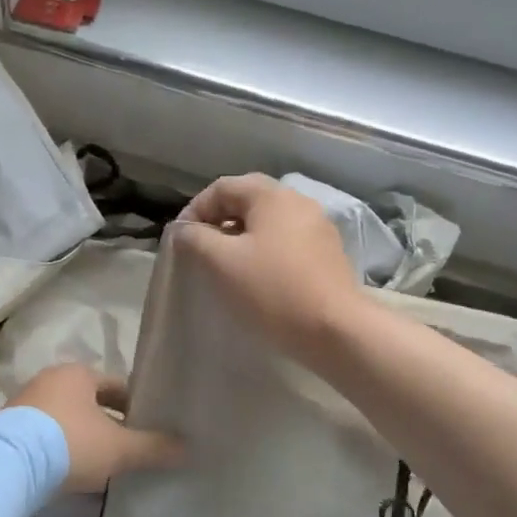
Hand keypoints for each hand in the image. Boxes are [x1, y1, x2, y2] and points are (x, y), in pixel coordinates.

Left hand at [8, 364, 181, 493]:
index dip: (137, 407)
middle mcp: (50, 379)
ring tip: (101, 463)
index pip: (117, 386)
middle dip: (109, 422)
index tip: (150, 429)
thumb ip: (153, 447)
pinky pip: (44, 434)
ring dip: (83, 435)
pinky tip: (69, 470)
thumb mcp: (119, 448)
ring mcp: (25, 402)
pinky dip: (60, 447)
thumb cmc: (71, 444)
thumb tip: (187, 447)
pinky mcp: (8, 428)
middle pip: (90, 401)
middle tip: (128, 448)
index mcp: (78, 373)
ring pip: (66, 417)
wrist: (8, 465)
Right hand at [174, 173, 362, 361]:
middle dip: (219, 220)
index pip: (222, 187)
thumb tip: (185, 230)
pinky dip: (264, 249)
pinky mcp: (327, 253)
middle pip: (248, 199)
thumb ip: (195, 238)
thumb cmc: (272, 289)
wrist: (335, 329)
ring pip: (268, 221)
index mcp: (272, 196)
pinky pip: (286, 240)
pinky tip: (256, 276)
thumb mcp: (221, 262)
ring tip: (225, 264)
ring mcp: (317, 227)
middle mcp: (298, 202)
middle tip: (200, 247)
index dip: (195, 209)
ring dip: (241, 236)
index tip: (180, 239)